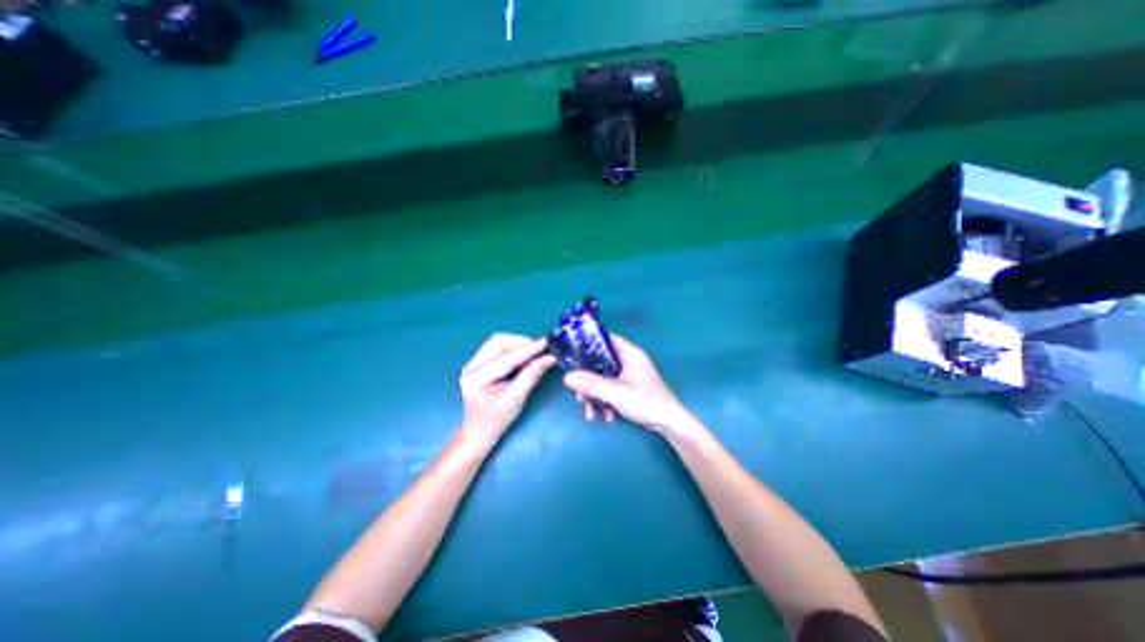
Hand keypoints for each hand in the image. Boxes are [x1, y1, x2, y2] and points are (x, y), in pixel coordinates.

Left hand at [460, 334, 559, 444]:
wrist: (478, 432)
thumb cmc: (496, 420)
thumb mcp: (516, 399)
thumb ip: (532, 376)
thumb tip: (550, 358)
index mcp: (477, 378)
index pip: (506, 358)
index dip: (528, 349)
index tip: (546, 343)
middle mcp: (471, 366)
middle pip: (498, 342)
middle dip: (522, 343)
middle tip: (540, 349)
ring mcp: (473, 363)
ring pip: (498, 342)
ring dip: (517, 344)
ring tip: (533, 354)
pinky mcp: (478, 362)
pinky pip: (497, 347)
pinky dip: (512, 349)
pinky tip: (523, 357)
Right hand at [561, 335, 702, 434]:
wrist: (670, 424)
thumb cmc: (646, 402)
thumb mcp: (616, 393)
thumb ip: (592, 384)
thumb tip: (567, 377)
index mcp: (629, 353)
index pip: (605, 339)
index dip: (587, 343)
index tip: (571, 354)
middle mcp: (628, 360)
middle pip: (600, 361)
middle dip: (587, 378)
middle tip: (578, 393)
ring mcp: (629, 374)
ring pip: (603, 378)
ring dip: (594, 394)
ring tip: (590, 411)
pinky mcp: (630, 387)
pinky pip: (610, 388)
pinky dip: (605, 400)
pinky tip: (605, 416)